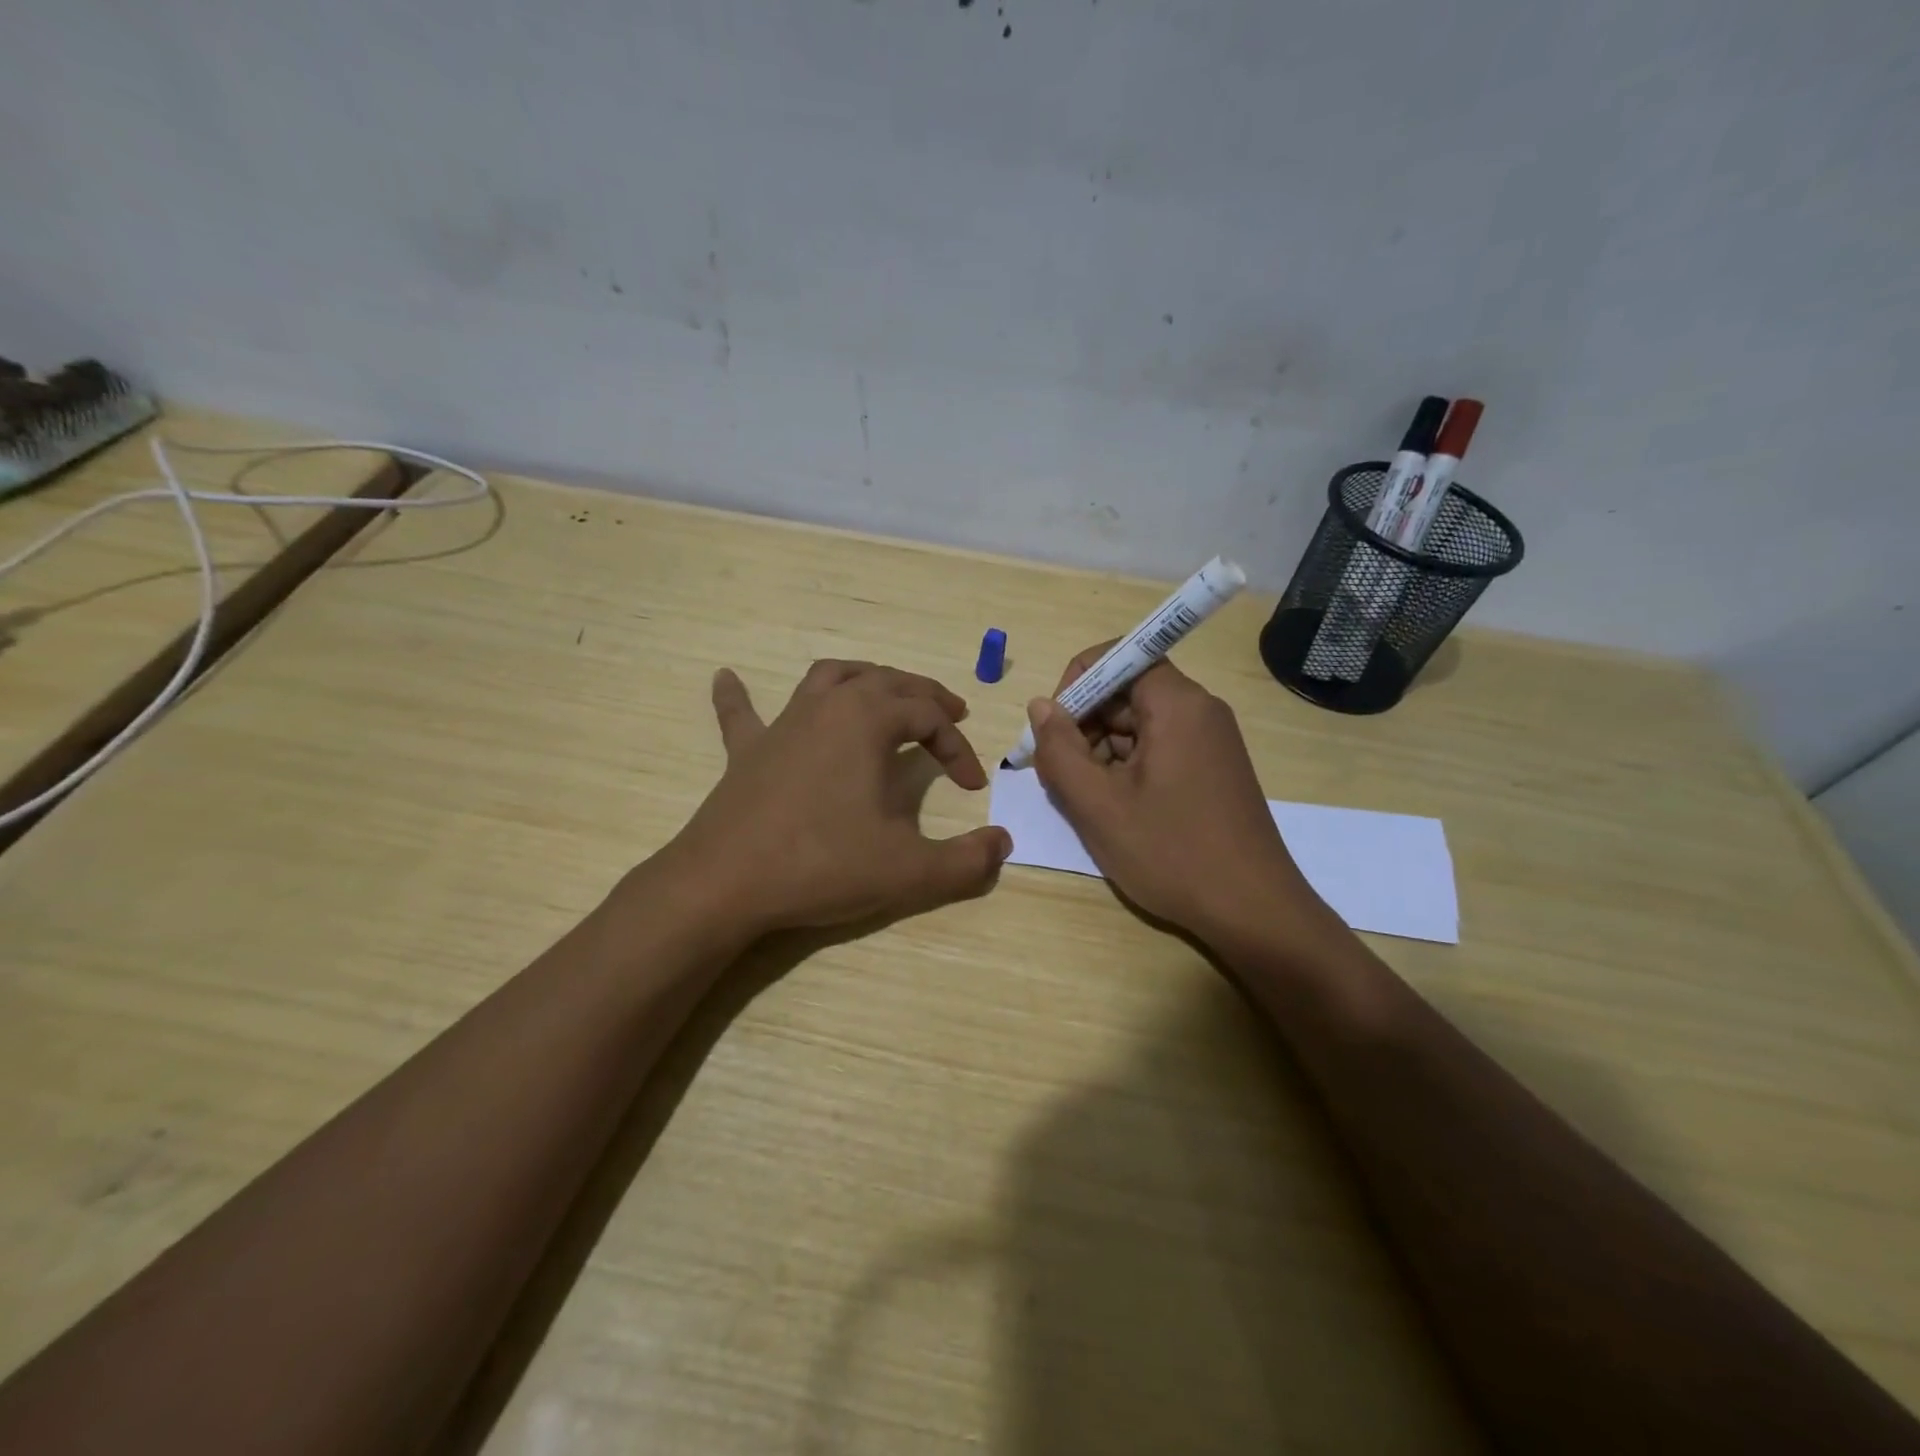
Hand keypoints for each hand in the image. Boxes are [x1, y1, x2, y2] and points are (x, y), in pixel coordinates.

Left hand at [660, 660, 1011, 936]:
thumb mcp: (908, 870)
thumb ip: (966, 861)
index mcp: (867, 720)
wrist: (724, 884)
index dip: (958, 748)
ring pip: (830, 678)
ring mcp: (782, 724)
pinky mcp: (746, 751)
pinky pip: (742, 713)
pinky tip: (726, 676)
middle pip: (887, 682)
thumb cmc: (821, 865)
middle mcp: (827, 706)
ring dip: (865, 678)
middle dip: (924, 696)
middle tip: (950, 714)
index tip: (972, 787)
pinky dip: (739, 695)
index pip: (928, 717)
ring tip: (885, 692)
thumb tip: (1003, 844)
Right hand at [1024, 644, 1321, 940]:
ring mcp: (1210, 742)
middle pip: (1127, 692)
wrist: (1253, 912)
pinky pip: (1158, 750)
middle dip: (1084, 724)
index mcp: (1178, 704)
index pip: (1120, 656)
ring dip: (1101, 752)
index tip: (1055, 727)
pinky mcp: (1211, 770)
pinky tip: (1113, 809)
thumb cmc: (1172, 854)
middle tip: (1060, 774)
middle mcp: (1200, 711)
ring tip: (1084, 800)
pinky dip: (1126, 769)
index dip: (1078, 682)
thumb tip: (1040, 706)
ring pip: (1139, 725)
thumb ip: (1059, 750)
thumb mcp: (1098, 804)